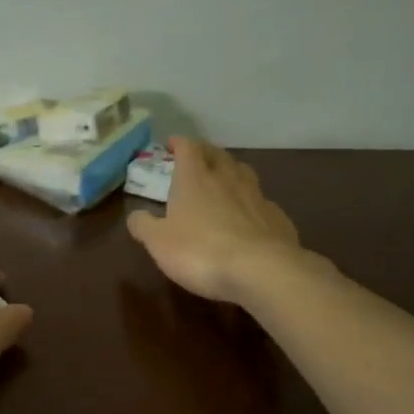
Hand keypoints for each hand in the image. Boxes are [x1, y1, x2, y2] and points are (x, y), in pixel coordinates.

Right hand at [126, 138, 306, 304]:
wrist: (261, 270)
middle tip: (197, 157)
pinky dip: (252, 202)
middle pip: (217, 155)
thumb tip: (135, 215)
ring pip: (243, 173)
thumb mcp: (159, 242)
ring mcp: (256, 197)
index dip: (178, 143)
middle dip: (205, 152)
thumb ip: (144, 225)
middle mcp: (227, 179)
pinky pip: (262, 201)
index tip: (171, 144)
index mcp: (194, 179)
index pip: (188, 148)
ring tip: (224, 178)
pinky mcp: (278, 218)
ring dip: (231, 171)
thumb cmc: (200, 251)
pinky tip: (250, 215)